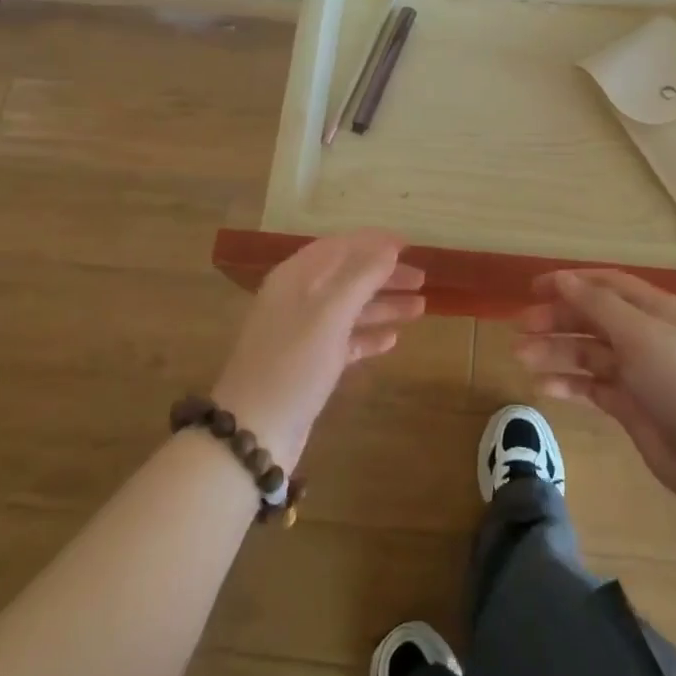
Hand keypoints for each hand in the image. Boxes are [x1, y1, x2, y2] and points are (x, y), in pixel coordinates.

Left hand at [211, 231, 423, 471]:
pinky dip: (368, 336)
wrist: (254, 432)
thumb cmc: (293, 362)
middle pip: (348, 276)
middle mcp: (299, 298)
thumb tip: (388, 248)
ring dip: (384, 305)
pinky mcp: (311, 364)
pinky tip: (393, 340)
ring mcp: (304, 332)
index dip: (374, 242)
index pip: (340, 246)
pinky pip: (345, 340)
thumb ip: (361, 276)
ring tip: (420, 308)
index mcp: (297, 277)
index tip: (408, 244)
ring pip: (350, 308)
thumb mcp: (330, 312)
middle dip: (384, 274)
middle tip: (422, 278)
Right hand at [514, 269, 675, 502]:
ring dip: (555, 352)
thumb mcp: (638, 333)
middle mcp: (644, 335)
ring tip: (520, 356)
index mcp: (653, 309)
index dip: (570, 282)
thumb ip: (597, 305)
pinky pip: (591, 387)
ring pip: (587, 353)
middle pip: (592, 318)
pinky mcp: (629, 406)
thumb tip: (563, 279)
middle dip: (557, 319)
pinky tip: (542, 387)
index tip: (534, 288)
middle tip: (520, 327)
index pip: (605, 285)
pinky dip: (568, 385)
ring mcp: (637, 372)